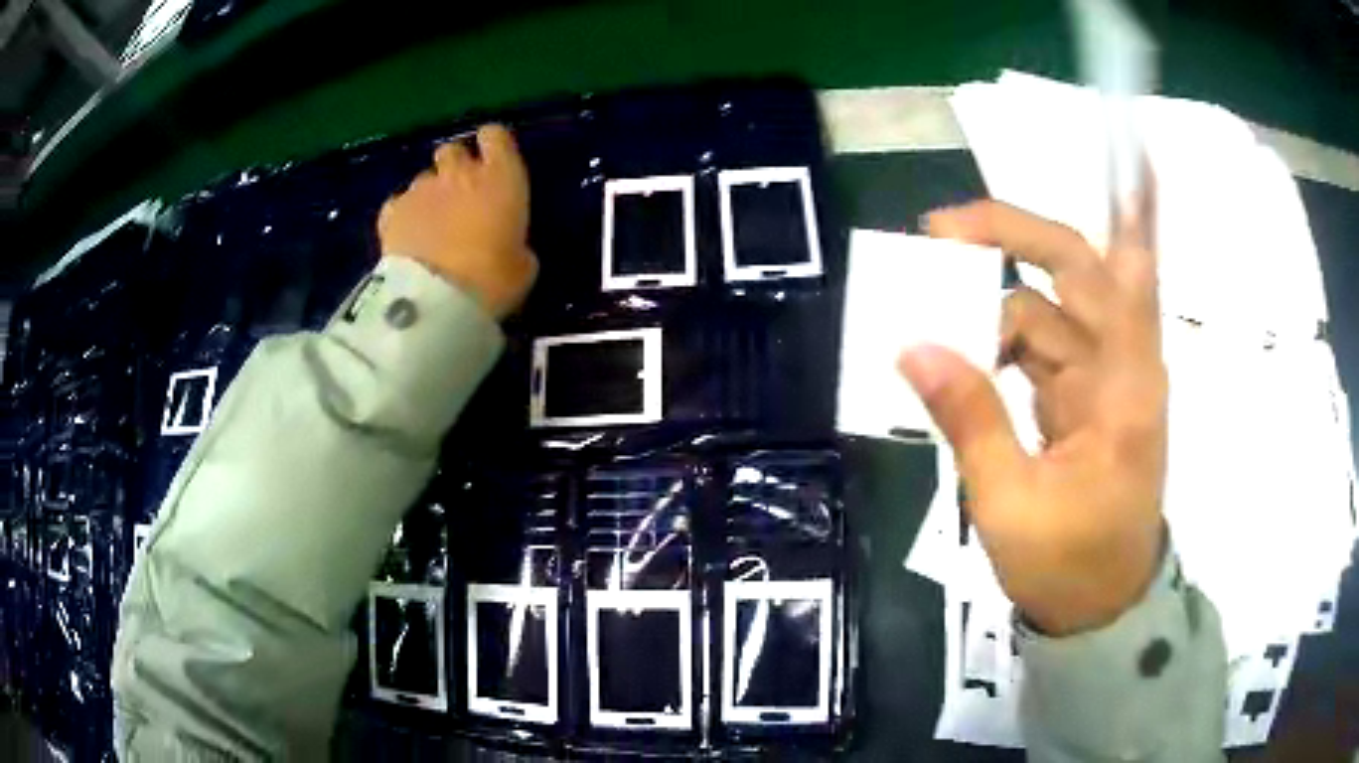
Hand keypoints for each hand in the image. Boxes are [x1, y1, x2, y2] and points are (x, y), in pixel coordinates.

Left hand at [378, 124, 537, 319]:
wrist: (436, 300)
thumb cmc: (493, 280)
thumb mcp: (523, 265)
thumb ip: (515, 242)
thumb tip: (510, 245)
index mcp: (501, 177)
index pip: (495, 136)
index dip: (493, 147)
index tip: (494, 164)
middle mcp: (459, 172)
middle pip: (453, 150)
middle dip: (455, 167)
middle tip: (460, 196)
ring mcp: (420, 189)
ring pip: (424, 178)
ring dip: (429, 194)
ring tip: (431, 225)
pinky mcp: (391, 211)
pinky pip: (399, 204)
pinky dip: (403, 215)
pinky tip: (407, 237)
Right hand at [898, 200, 1166, 635]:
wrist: (1099, 609)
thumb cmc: (1068, 565)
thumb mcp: (1010, 503)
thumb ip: (969, 419)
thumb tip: (911, 346)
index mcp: (1125, 387)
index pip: (1117, 278)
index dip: (1109, 217)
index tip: (1064, 178)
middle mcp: (1121, 366)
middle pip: (1074, 273)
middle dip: (1008, 242)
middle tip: (935, 237)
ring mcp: (1101, 380)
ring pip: (1044, 311)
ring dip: (988, 309)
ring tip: (925, 323)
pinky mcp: (1082, 398)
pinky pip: (1036, 348)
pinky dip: (995, 345)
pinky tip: (956, 362)